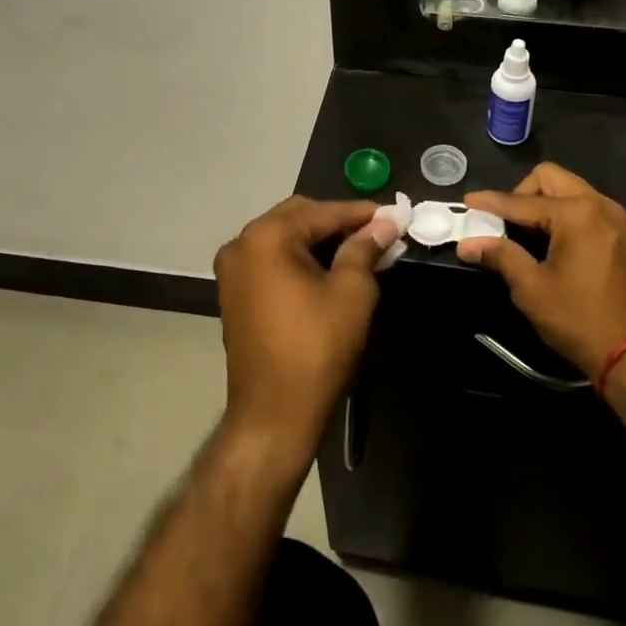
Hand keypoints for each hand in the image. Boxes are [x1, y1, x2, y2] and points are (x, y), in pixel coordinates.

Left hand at [213, 197, 398, 454]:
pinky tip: (327, 269)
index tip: (392, 215)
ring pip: (283, 237)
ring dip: (318, 239)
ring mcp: (233, 269)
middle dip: (337, 222)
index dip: (360, 213)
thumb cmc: (316, 348)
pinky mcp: (233, 292)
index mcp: (267, 236)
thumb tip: (383, 224)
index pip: (322, 211)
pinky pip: (271, 259)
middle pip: (298, 216)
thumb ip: (365, 249)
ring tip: (357, 250)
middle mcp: (242, 243)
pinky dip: (298, 257)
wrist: (272, 414)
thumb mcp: (351, 293)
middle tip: (375, 233)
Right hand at [456, 163, 625, 381]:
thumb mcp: (532, 289)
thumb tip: (468, 243)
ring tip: (527, 234)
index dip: (491, 202)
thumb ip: (501, 256)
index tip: (467, 202)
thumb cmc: (580, 320)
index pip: (522, 201)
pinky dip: (566, 215)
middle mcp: (600, 205)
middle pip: (551, 178)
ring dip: (545, 202)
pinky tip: (554, 243)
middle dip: (522, 193)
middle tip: (505, 222)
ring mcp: (617, 219)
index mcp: (576, 213)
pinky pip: (588, 208)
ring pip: (571, 190)